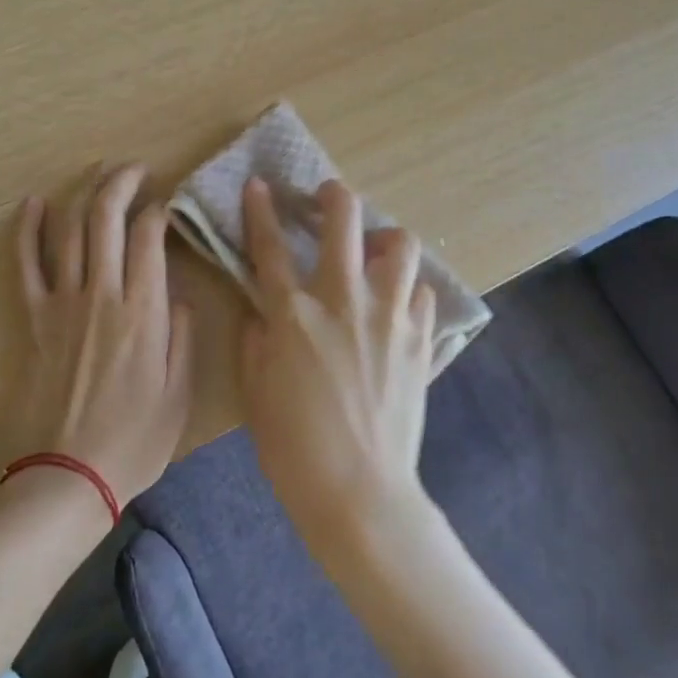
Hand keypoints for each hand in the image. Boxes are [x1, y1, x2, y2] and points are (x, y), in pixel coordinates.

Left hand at [14, 164, 193, 507]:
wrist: (66, 476)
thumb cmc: (133, 441)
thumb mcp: (179, 394)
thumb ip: (181, 337)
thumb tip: (176, 296)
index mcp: (142, 310)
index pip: (150, 236)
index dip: (160, 210)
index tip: (168, 205)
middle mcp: (102, 294)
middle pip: (106, 218)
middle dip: (122, 183)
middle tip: (136, 169)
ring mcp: (63, 303)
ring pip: (70, 230)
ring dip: (84, 193)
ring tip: (99, 171)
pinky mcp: (35, 318)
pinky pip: (26, 264)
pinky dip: (27, 229)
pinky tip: (34, 203)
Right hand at [238, 176, 436, 547]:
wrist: (360, 493)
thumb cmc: (295, 447)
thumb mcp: (255, 392)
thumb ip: (254, 339)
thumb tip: (260, 310)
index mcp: (295, 313)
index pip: (270, 246)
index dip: (261, 209)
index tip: (259, 184)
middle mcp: (344, 300)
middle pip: (344, 220)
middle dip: (334, 195)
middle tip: (329, 197)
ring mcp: (389, 315)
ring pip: (401, 244)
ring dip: (385, 238)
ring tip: (376, 250)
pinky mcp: (420, 338)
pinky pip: (423, 292)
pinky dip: (409, 289)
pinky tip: (398, 304)